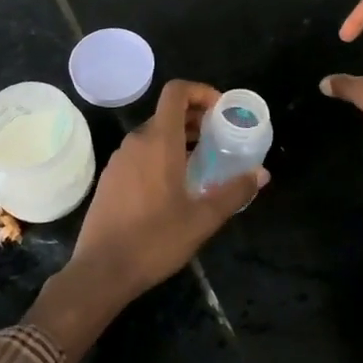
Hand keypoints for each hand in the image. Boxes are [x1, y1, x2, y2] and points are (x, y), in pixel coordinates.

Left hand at [27, 80, 267, 362]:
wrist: (101, 271)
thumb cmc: (155, 240)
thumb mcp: (203, 218)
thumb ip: (234, 192)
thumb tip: (261, 174)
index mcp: (158, 141)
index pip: (176, 92)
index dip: (201, 91)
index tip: (221, 111)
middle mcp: (136, 142)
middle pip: (167, 113)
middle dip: (195, 119)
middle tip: (220, 139)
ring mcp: (119, 160)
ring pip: (153, 134)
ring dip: (179, 138)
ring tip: (202, 163)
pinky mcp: (110, 178)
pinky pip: (140, 153)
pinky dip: (161, 154)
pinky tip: (174, 185)